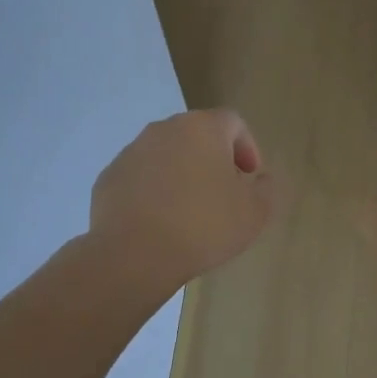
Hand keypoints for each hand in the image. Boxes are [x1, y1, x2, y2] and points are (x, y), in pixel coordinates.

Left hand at [89, 110, 276, 291]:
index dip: (248, 147)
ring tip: (191, 211)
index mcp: (202, 128)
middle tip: (224, 193)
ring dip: (182, 174)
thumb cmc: (204, 226)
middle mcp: (164, 129)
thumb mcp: (254, 212)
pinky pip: (141, 177)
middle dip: (214, 159)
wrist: (134, 254)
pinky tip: (161, 221)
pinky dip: (154, 190)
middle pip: (197, 135)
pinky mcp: (109, 177)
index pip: (233, 122)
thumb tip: (261, 179)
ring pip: (166, 155)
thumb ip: (266, 189)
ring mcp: (132, 152)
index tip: (250, 178)